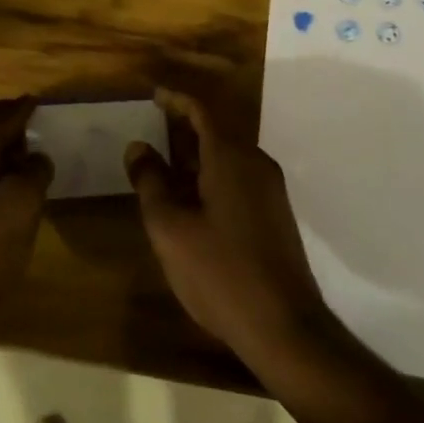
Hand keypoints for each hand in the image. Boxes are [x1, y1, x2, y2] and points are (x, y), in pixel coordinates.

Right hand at [125, 87, 332, 364]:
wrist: (285, 327)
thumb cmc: (221, 272)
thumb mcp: (170, 228)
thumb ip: (151, 182)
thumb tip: (138, 147)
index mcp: (230, 157)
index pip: (202, 110)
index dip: (176, 98)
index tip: (153, 94)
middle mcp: (255, 163)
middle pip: (217, 129)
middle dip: (184, 125)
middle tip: (152, 127)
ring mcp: (270, 189)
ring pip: (228, 155)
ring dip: (197, 153)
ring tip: (165, 165)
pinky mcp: (275, 214)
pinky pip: (238, 177)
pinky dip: (212, 174)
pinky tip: (193, 200)